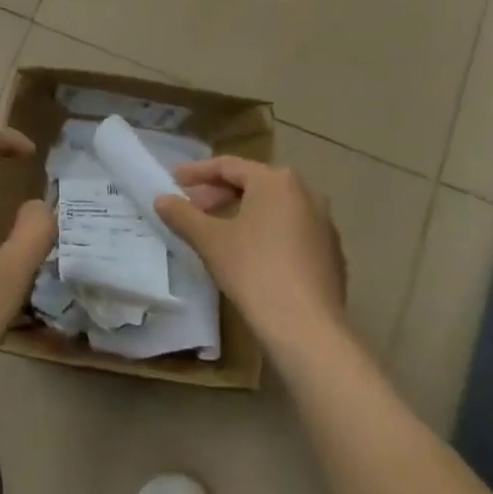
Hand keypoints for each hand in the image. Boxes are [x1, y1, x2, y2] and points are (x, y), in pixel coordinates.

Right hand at [155, 158, 349, 360]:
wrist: (306, 326)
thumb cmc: (253, 271)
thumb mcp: (209, 240)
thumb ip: (183, 215)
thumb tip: (161, 199)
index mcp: (276, 181)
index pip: (229, 166)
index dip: (198, 172)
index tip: (174, 180)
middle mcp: (306, 193)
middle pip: (254, 184)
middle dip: (219, 193)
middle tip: (193, 208)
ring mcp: (323, 223)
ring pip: (274, 207)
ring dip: (243, 212)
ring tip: (218, 230)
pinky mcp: (331, 252)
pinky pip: (291, 230)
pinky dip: (266, 232)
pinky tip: (250, 255)